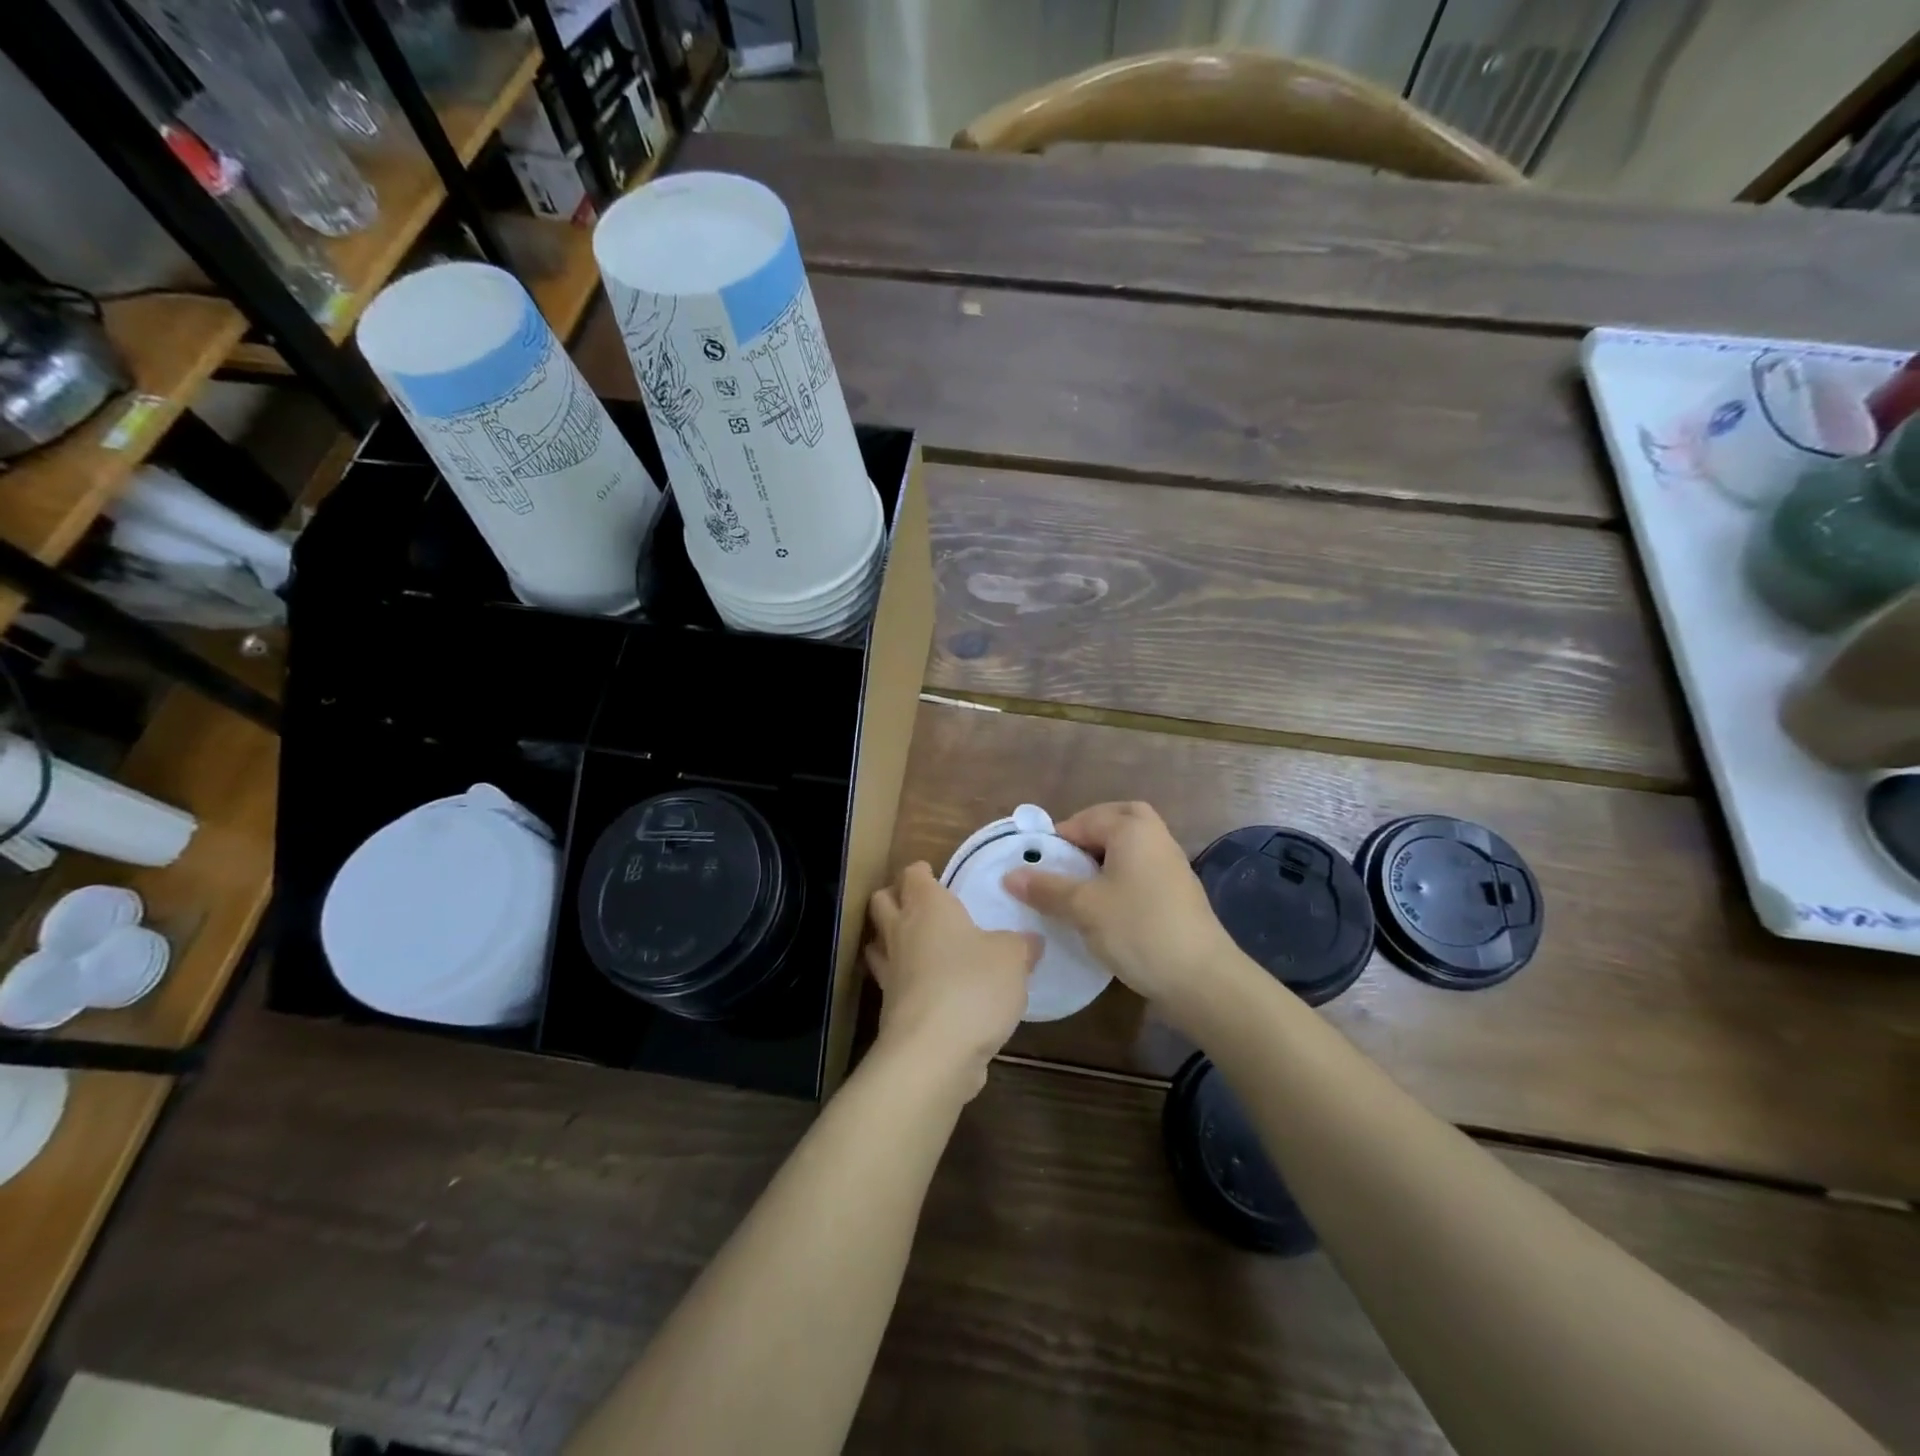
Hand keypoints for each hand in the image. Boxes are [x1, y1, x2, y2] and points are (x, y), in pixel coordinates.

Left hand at [867, 862, 1040, 1095]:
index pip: (913, 876)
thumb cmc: (973, 985)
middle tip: (919, 903)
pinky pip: (891, 982)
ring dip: (890, 938)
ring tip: (914, 943)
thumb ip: (1021, 945)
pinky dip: (903, 979)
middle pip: (882, 902)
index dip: (920, 872)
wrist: (934, 1051)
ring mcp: (890, 972)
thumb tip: (1030, 941)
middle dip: (894, 897)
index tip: (932, 874)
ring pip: (878, 942)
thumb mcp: (1012, 958)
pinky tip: (926, 986)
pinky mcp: (890, 1008)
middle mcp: (902, 932)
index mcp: (928, 907)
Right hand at [1003, 802, 1237, 1017]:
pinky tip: (1104, 907)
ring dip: (1103, 859)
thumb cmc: (1138, 929)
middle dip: (1086, 836)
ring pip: (1129, 847)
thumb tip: (1009, 875)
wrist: (1201, 978)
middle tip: (1063, 863)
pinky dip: (1120, 877)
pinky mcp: (1177, 892)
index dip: (1055, 841)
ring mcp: (1171, 864)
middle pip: (1115, 822)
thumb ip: (1046, 887)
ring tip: (1077, 888)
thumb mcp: (1084, 907)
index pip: (1083, 820)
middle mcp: (1155, 836)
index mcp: (1132, 828)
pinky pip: (1140, 869)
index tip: (1035, 867)